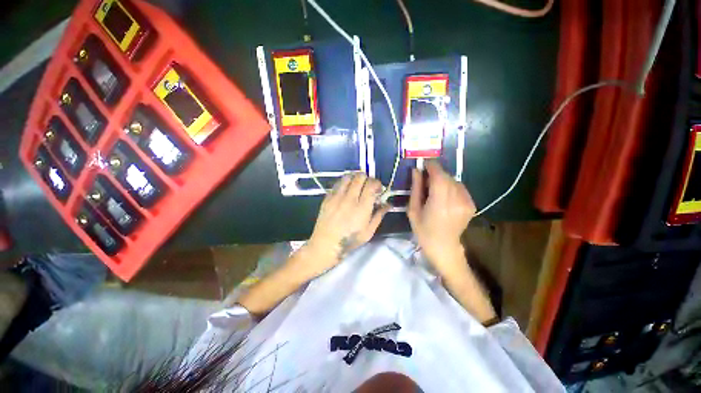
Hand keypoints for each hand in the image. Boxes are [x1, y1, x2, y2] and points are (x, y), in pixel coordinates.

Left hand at [301, 173, 389, 277]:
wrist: (326, 244)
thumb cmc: (350, 240)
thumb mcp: (369, 232)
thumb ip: (379, 215)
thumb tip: (388, 204)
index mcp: (362, 207)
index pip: (371, 184)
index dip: (377, 183)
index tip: (377, 190)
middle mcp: (350, 198)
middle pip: (360, 177)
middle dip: (367, 179)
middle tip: (367, 187)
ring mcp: (337, 196)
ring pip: (347, 176)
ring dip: (354, 178)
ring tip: (356, 186)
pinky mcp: (327, 197)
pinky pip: (337, 183)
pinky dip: (344, 183)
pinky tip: (345, 191)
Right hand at [407, 161, 476, 274]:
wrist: (444, 247)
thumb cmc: (423, 230)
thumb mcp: (413, 210)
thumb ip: (415, 188)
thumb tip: (416, 170)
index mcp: (439, 202)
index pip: (438, 175)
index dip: (431, 166)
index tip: (423, 164)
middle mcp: (456, 200)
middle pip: (446, 176)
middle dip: (435, 174)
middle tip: (425, 180)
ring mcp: (466, 202)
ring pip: (454, 181)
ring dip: (443, 181)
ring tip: (434, 191)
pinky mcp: (471, 204)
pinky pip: (460, 188)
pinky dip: (451, 187)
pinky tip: (444, 197)